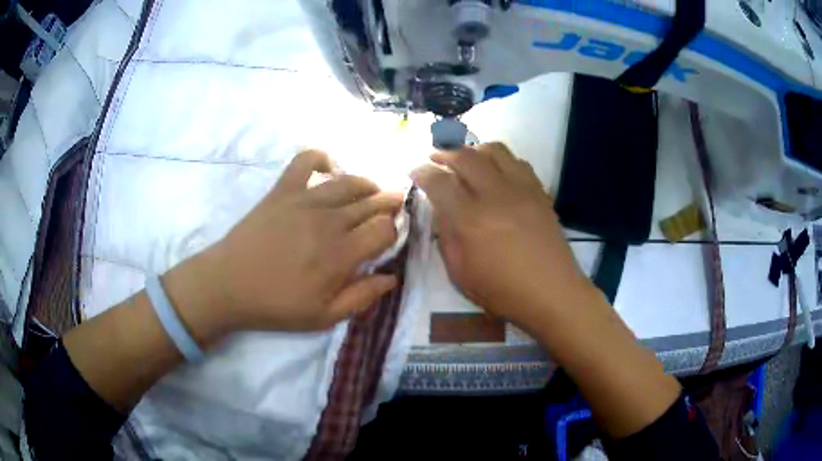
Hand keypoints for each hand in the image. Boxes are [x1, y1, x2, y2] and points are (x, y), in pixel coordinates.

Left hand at [165, 150, 403, 341]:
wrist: (228, 285)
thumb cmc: (276, 305)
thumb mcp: (323, 317)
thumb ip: (361, 297)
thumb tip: (391, 277)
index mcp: (341, 254)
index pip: (384, 229)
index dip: (394, 230)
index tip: (391, 236)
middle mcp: (329, 220)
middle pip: (372, 202)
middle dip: (389, 203)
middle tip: (395, 207)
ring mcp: (305, 200)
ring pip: (349, 181)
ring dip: (367, 184)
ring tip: (371, 192)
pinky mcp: (283, 190)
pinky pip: (305, 161)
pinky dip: (321, 158)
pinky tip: (328, 168)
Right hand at [411, 143, 593, 332]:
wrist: (552, 293)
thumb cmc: (503, 291)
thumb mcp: (461, 273)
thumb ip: (447, 237)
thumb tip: (441, 209)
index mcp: (472, 221)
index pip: (439, 182)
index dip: (422, 172)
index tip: (415, 171)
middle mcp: (496, 196)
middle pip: (465, 156)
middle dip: (444, 153)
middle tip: (435, 159)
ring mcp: (522, 190)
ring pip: (494, 150)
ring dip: (474, 150)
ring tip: (466, 160)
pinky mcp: (539, 192)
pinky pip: (518, 161)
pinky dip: (500, 160)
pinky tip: (496, 173)